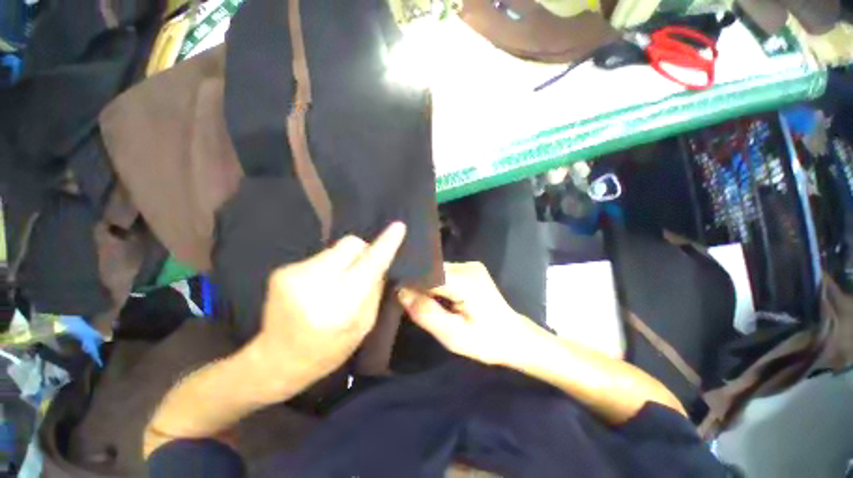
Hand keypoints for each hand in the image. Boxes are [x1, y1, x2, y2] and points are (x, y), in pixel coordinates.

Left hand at [252, 222, 406, 389]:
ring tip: (335, 283)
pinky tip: (318, 286)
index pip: (370, 265)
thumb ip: (374, 290)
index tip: (399, 227)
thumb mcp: (364, 325)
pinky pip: (319, 257)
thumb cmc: (329, 349)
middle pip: (351, 244)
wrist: (277, 360)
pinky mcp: (282, 271)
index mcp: (341, 306)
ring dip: (343, 261)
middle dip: (361, 252)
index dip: (386, 244)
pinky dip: (327, 267)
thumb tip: (380, 262)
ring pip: (335, 249)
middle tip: (359, 271)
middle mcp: (315, 285)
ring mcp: (293, 275)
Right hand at [398, 262, 541, 366]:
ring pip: (435, 269)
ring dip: (424, 283)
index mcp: (465, 281)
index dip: (409, 282)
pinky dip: (434, 282)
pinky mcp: (470, 269)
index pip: (427, 273)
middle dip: (416, 282)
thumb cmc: (486, 341)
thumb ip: (426, 313)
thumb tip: (401, 292)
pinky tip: (431, 296)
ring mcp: (470, 265)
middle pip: (431, 268)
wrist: (514, 337)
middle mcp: (467, 266)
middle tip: (404, 301)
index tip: (395, 294)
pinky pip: (443, 272)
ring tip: (416, 299)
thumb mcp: (453, 336)